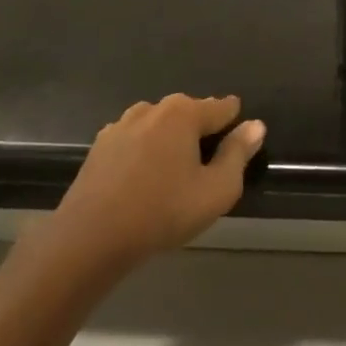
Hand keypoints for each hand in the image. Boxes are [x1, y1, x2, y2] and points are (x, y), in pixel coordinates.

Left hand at [47, 94, 264, 271]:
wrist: (89, 238)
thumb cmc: (162, 212)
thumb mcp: (216, 190)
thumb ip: (238, 154)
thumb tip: (255, 126)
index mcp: (183, 113)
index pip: (221, 107)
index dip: (234, 122)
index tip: (238, 142)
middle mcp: (153, 108)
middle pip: (189, 112)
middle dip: (201, 131)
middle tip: (207, 165)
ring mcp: (122, 125)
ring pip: (159, 124)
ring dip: (170, 140)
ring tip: (175, 172)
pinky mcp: (100, 146)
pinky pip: (135, 140)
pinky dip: (145, 151)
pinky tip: (143, 178)